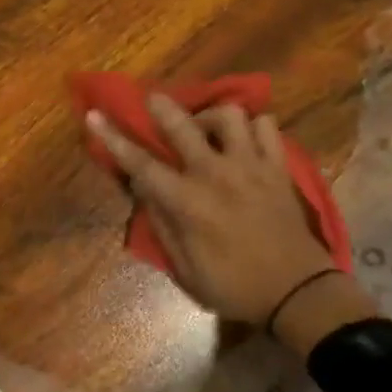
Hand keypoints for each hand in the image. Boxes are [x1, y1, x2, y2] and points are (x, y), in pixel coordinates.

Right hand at [85, 96, 375, 339]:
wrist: (297, 292)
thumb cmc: (235, 286)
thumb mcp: (186, 268)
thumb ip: (162, 224)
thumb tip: (143, 189)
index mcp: (188, 202)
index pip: (141, 164)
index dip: (113, 138)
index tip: (94, 115)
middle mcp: (216, 174)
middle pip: (182, 125)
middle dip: (162, 107)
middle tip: (153, 100)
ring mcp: (251, 166)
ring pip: (230, 115)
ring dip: (212, 116)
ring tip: (207, 129)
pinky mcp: (278, 166)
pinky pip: (267, 127)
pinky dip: (253, 127)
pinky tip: (244, 140)